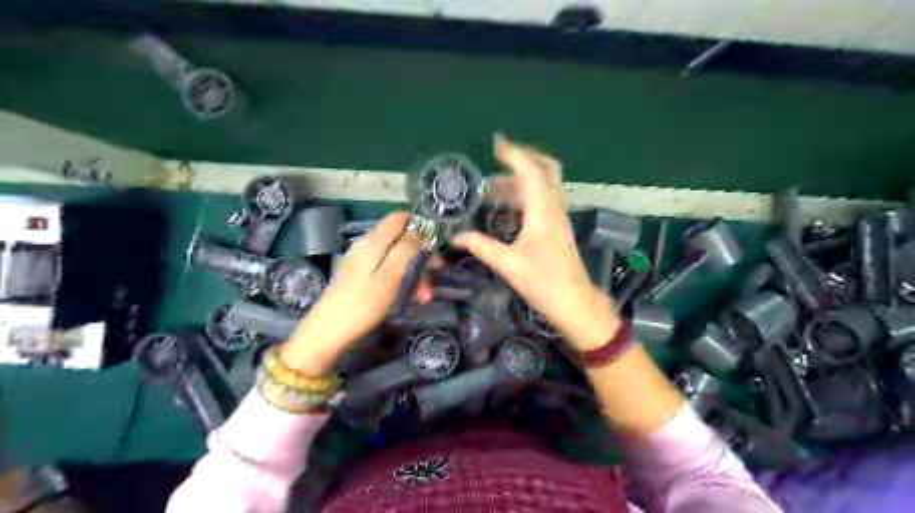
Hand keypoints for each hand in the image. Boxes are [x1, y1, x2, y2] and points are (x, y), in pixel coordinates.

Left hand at [278, 212, 427, 376]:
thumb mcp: (389, 277)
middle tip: (435, 274)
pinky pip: (387, 270)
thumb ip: (405, 250)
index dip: (420, 224)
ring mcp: (362, 262)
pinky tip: (409, 298)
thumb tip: (419, 228)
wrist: (327, 333)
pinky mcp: (360, 277)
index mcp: (374, 242)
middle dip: (421, 255)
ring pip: (396, 258)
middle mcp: (367, 246)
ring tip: (424, 297)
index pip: (398, 218)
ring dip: (414, 273)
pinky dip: (401, 281)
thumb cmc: (362, 305)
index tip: (437, 241)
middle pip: (400, 240)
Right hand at [452, 133, 617, 352]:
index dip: (513, 154)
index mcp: (543, 211)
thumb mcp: (509, 264)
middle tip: (498, 158)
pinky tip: (507, 207)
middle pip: (546, 170)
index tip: (495, 144)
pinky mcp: (557, 229)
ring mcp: (558, 218)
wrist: (575, 304)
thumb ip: (482, 247)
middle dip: (523, 159)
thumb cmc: (544, 282)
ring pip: (544, 185)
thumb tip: (456, 237)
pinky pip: (543, 200)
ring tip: (492, 186)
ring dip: (522, 179)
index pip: (530, 171)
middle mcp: (554, 208)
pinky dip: (526, 194)